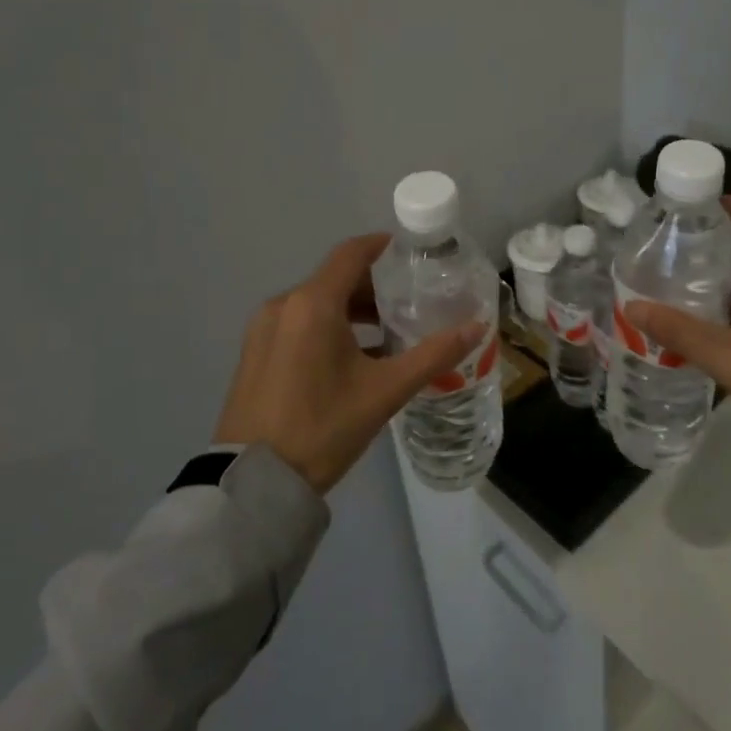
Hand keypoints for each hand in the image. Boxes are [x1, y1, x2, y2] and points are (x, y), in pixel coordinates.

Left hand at [214, 234, 484, 495]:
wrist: (254, 483)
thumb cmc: (323, 427)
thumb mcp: (385, 391)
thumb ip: (433, 355)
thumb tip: (476, 327)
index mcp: (312, 304)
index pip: (351, 254)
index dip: (382, 247)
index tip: (411, 253)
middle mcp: (283, 306)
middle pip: (335, 279)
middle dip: (373, 287)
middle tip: (410, 302)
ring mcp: (263, 330)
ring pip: (316, 303)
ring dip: (352, 310)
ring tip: (389, 333)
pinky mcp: (255, 354)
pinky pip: (298, 324)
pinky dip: (328, 328)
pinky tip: (354, 358)